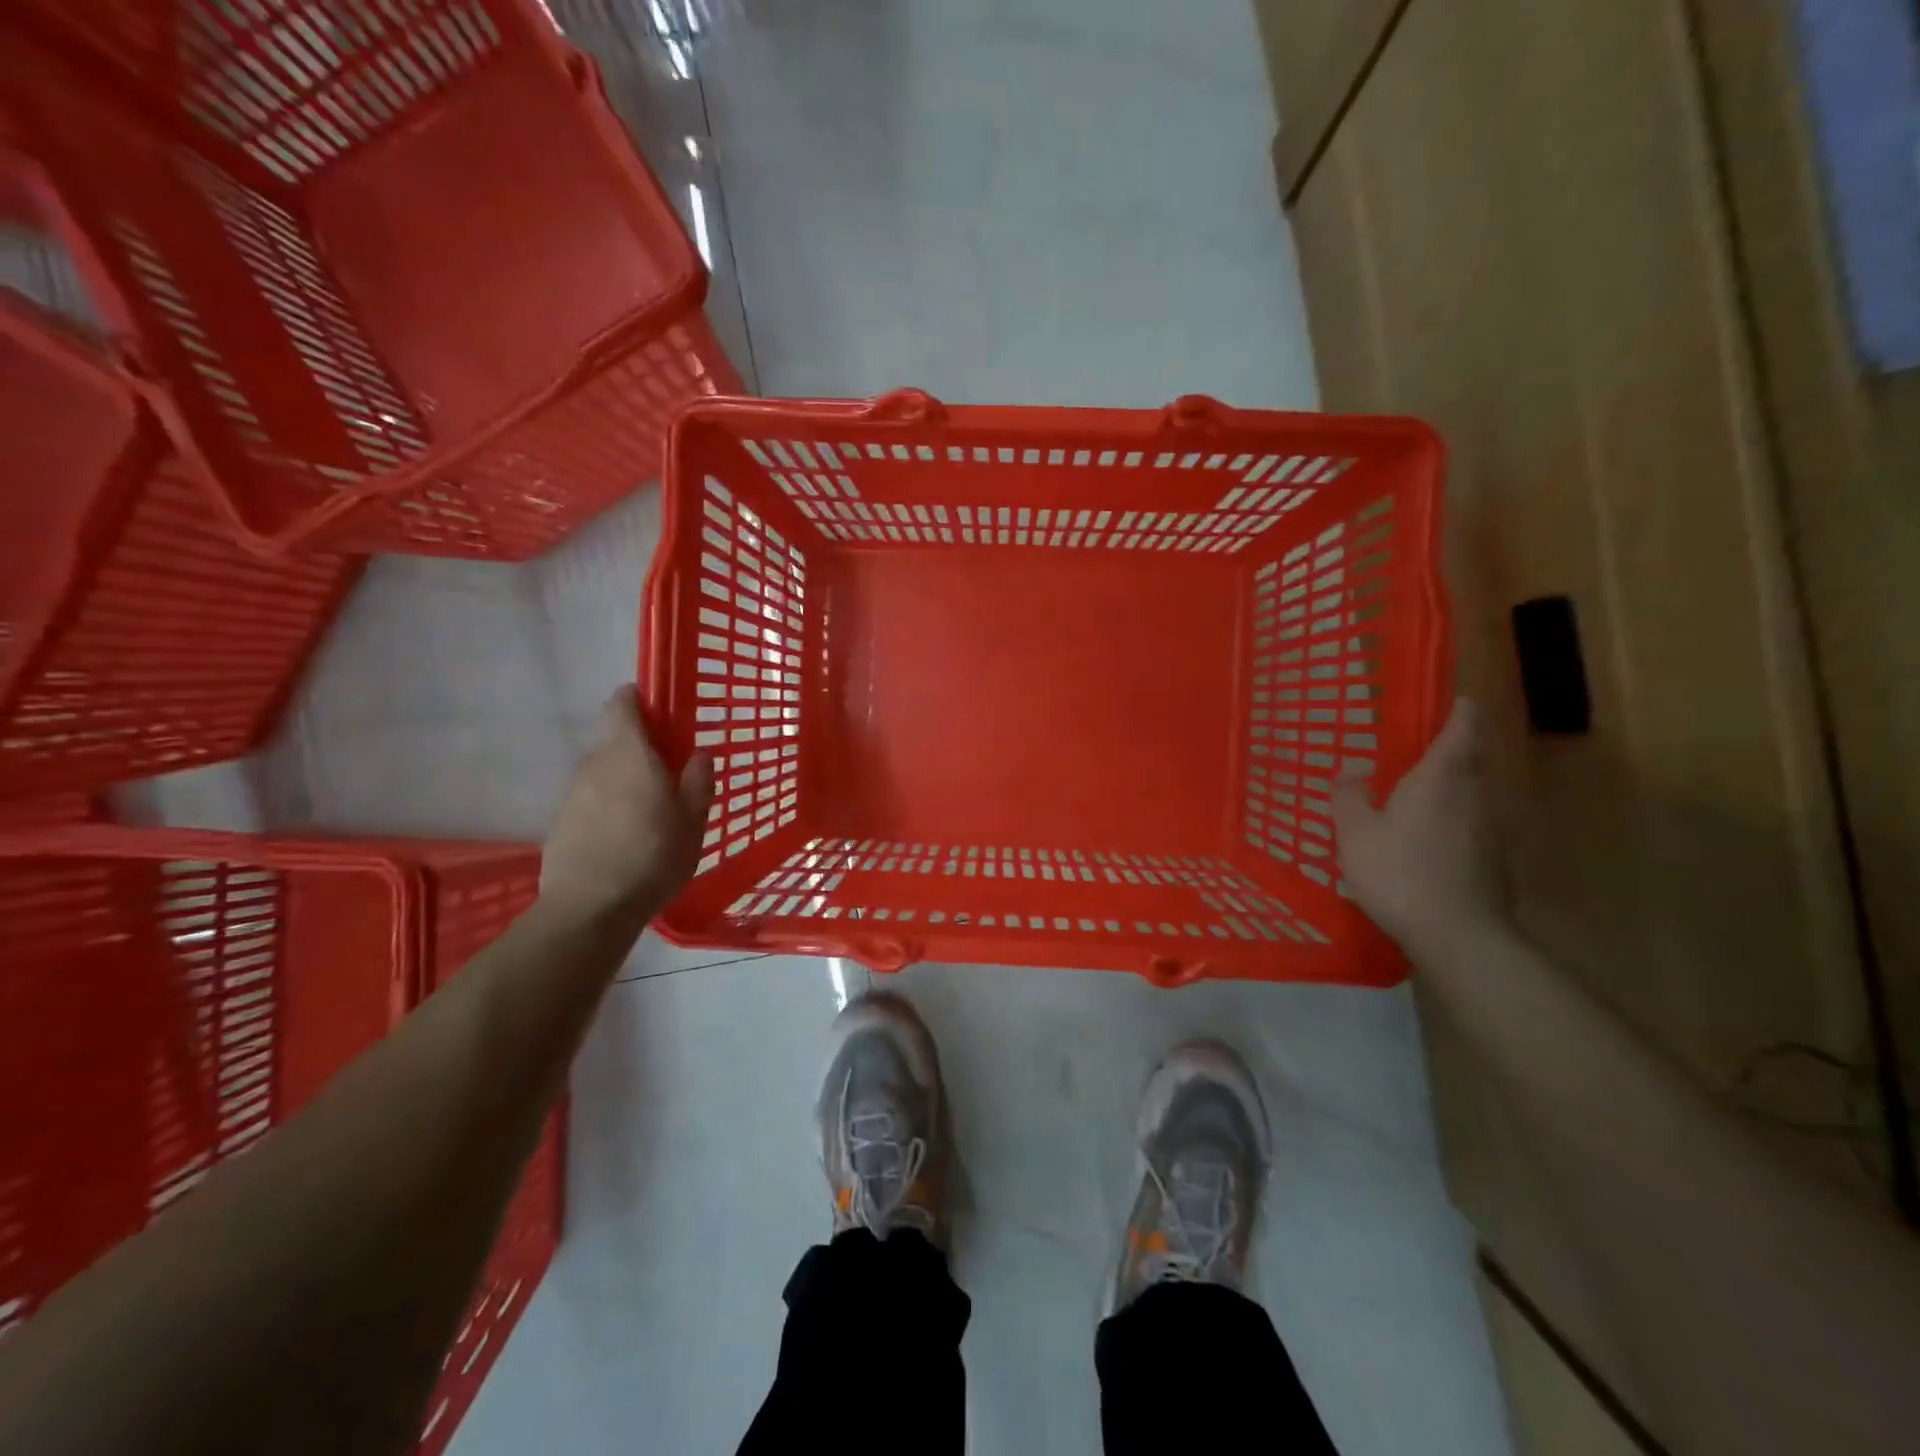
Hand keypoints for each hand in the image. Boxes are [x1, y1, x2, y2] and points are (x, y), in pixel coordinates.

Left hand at [538, 686, 713, 930]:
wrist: (589, 909)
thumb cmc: (652, 857)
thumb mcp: (692, 822)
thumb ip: (697, 782)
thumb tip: (699, 754)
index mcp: (629, 754)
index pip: (622, 704)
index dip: (640, 700)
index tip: (662, 714)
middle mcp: (595, 763)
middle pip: (614, 738)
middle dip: (639, 746)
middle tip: (669, 772)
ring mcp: (573, 792)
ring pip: (602, 770)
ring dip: (624, 778)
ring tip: (649, 811)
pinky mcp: (561, 821)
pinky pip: (591, 799)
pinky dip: (608, 805)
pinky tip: (625, 836)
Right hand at [1331, 697, 1505, 955]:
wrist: (1460, 936)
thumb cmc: (1400, 873)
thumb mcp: (1355, 833)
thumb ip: (1349, 796)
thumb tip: (1351, 771)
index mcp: (1443, 775)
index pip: (1463, 723)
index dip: (1455, 706)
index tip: (1438, 700)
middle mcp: (1475, 792)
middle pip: (1468, 757)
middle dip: (1442, 750)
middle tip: (1403, 754)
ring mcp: (1491, 827)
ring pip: (1469, 792)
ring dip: (1444, 789)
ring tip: (1407, 799)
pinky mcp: (1494, 858)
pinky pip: (1469, 823)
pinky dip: (1448, 821)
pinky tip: (1421, 843)